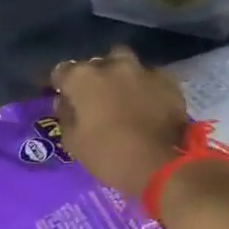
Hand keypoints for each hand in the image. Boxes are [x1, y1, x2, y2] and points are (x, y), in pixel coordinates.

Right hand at [51, 46, 188, 198]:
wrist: (160, 165)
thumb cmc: (108, 155)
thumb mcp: (73, 142)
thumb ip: (66, 116)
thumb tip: (65, 103)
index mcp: (83, 78)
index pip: (62, 71)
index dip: (61, 85)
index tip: (65, 98)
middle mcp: (111, 66)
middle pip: (96, 63)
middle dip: (93, 76)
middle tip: (95, 98)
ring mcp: (142, 70)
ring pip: (125, 63)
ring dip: (120, 75)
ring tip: (122, 95)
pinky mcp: (167, 81)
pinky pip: (150, 78)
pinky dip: (145, 87)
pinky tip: (147, 104)